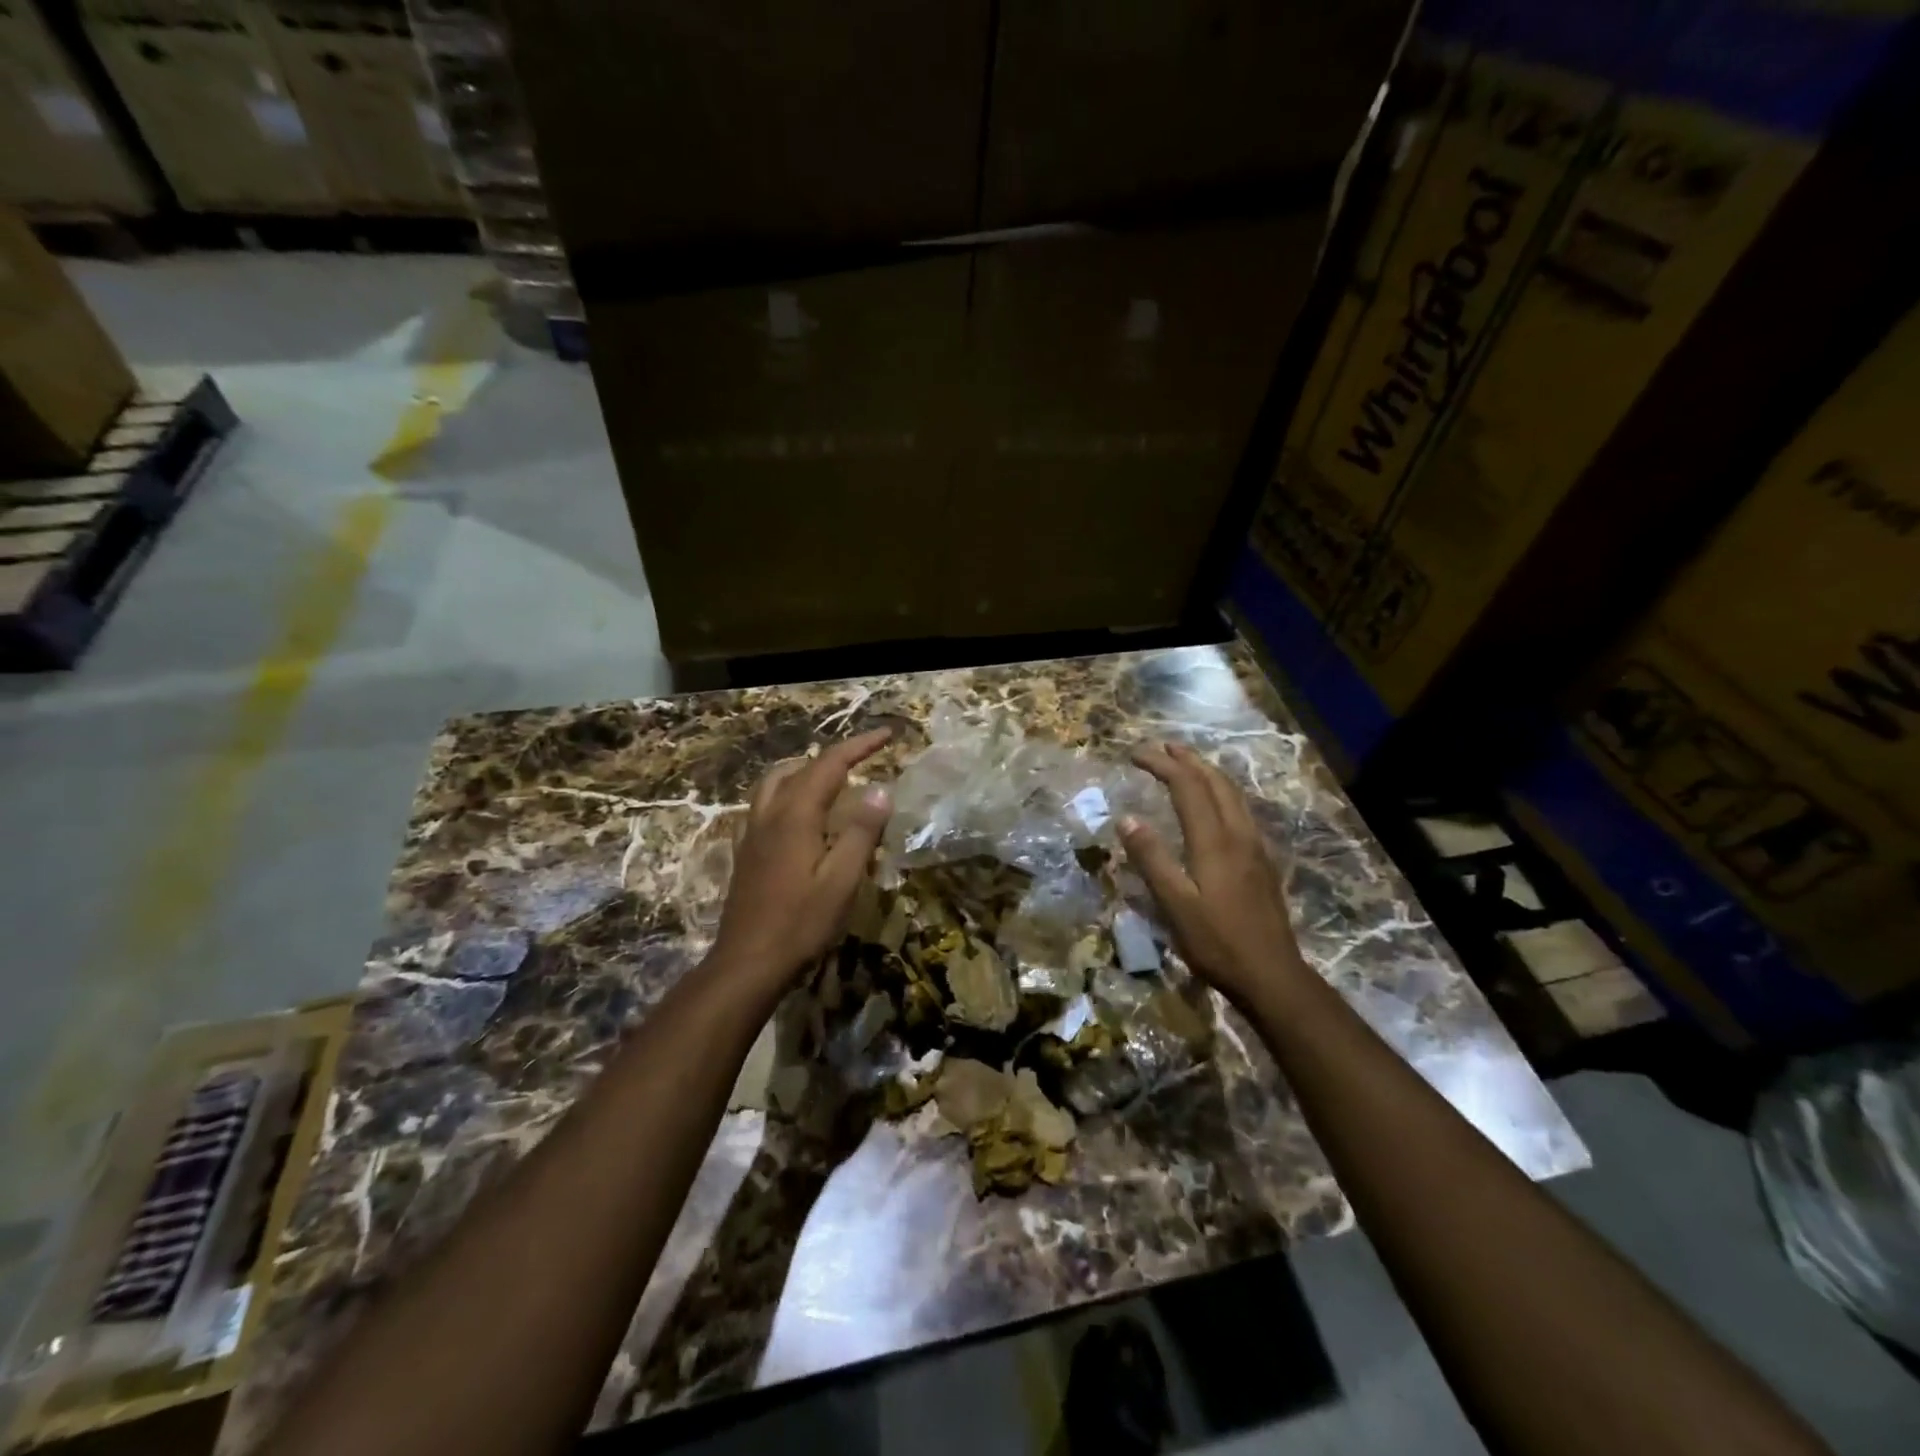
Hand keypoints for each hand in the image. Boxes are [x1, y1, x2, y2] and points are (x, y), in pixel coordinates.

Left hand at [710, 728, 893, 986]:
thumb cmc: (800, 923)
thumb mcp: (842, 881)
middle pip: (800, 767)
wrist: (747, 962)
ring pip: (775, 782)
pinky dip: (788, 792)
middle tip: (864, 757)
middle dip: (835, 755)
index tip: (888, 734)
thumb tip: (879, 790)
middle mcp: (770, 814)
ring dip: (805, 769)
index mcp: (796, 815)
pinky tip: (799, 814)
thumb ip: (860, 832)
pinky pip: (765, 804)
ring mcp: (752, 832)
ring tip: (832, 777)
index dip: (860, 745)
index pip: (831, 764)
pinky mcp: (746, 851)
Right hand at [1118, 742, 1307, 1008]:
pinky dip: (1220, 792)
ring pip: (1232, 794)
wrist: (1273, 975)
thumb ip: (1152, 859)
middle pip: (1215, 782)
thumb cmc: (1217, 942)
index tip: (1135, 755)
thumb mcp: (1175, 905)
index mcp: (1214, 841)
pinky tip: (1214, 805)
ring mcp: (1255, 847)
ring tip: (1187, 764)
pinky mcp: (1262, 862)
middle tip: (1162, 747)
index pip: (1187, 787)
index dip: (1162, 765)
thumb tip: (1127, 818)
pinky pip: (1240, 810)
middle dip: (1188, 759)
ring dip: (1207, 772)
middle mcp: (1238, 834)